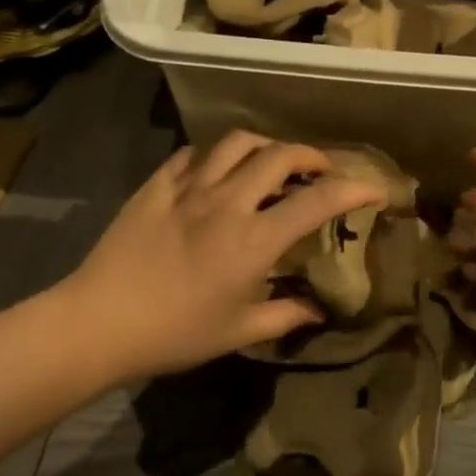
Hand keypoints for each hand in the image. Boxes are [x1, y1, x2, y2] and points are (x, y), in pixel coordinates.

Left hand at [60, 132, 381, 382]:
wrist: (100, 322)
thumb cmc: (175, 333)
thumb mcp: (237, 332)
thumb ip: (284, 316)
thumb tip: (317, 312)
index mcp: (255, 238)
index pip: (318, 200)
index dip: (354, 189)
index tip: (374, 188)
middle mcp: (229, 201)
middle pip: (280, 155)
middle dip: (310, 155)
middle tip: (318, 169)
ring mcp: (190, 187)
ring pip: (237, 142)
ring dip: (263, 145)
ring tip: (268, 160)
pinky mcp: (158, 185)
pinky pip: (192, 155)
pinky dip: (212, 157)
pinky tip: (213, 172)